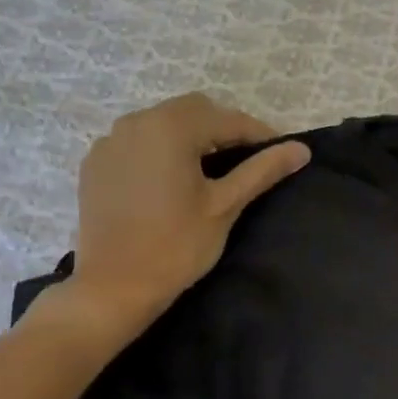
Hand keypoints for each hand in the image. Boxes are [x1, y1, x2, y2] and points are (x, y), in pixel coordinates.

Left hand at [34, 94, 309, 338]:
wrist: (114, 287)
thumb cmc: (176, 246)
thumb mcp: (224, 206)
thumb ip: (262, 171)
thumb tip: (301, 149)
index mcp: (170, 128)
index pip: (227, 119)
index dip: (259, 135)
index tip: (281, 154)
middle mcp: (136, 122)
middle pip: (193, 111)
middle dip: (224, 130)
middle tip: (247, 162)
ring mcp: (110, 142)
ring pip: (162, 123)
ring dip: (191, 137)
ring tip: (211, 170)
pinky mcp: (96, 163)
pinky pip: (137, 142)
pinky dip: (160, 150)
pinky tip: (171, 180)